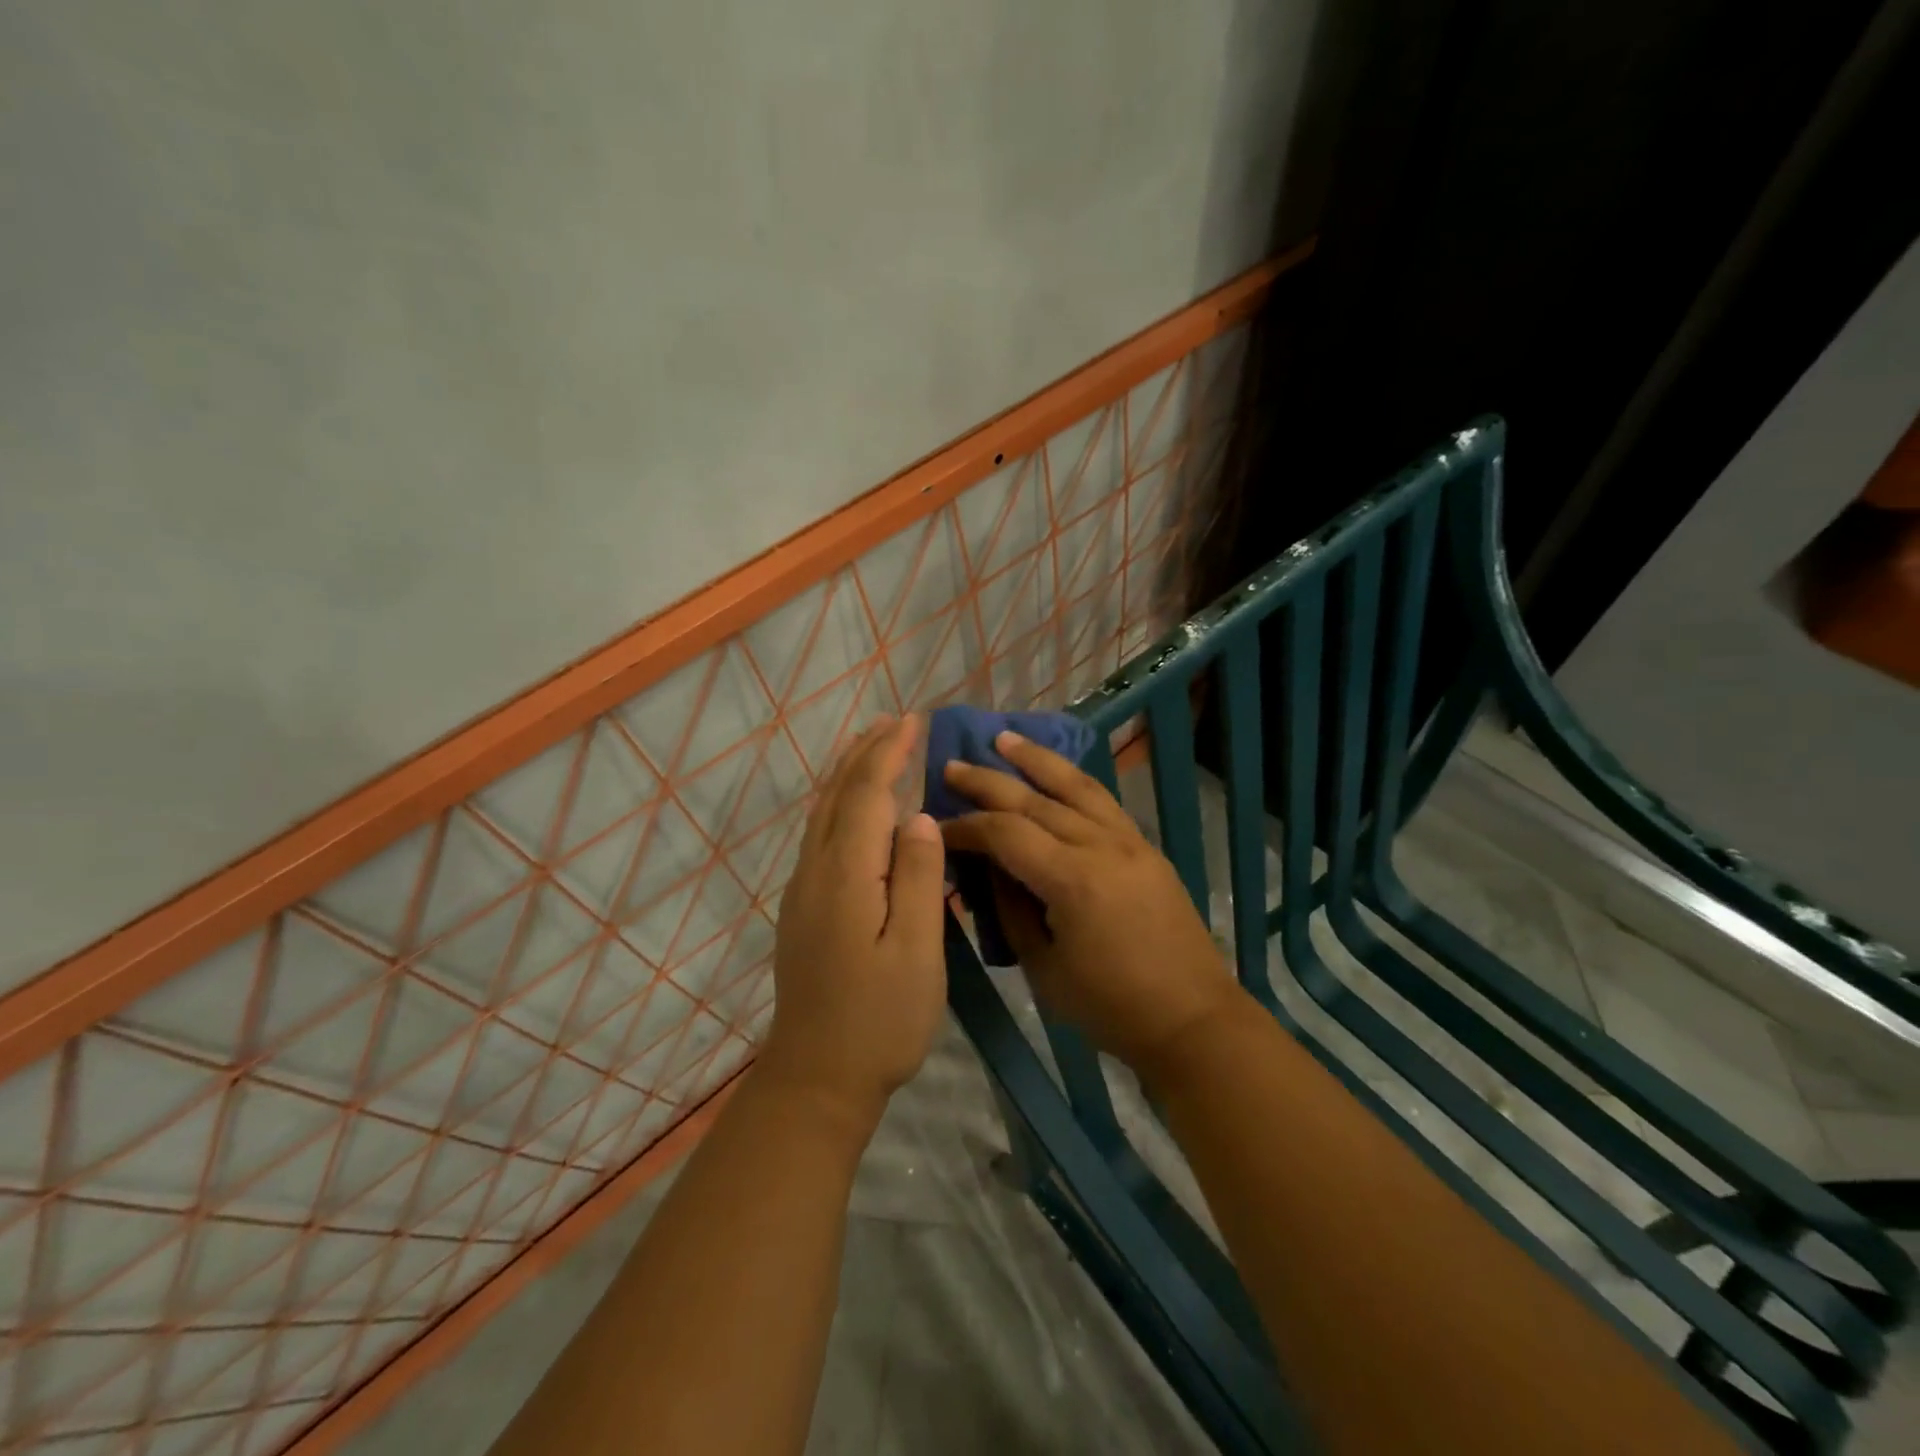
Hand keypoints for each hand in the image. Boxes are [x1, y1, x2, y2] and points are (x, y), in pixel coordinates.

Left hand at [763, 715, 947, 1126]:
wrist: (816, 1078)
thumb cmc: (880, 1019)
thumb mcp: (915, 950)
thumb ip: (917, 878)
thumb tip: (918, 817)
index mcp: (846, 875)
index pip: (866, 796)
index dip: (888, 755)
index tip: (911, 721)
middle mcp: (815, 872)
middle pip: (836, 796)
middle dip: (864, 754)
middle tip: (893, 722)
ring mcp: (803, 891)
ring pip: (822, 815)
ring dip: (847, 775)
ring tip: (871, 748)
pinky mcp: (803, 910)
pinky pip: (819, 836)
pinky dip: (839, 805)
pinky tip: (854, 810)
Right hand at [940, 732, 1239, 1073]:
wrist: (1192, 1019)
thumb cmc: (1110, 1007)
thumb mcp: (1043, 968)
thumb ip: (1011, 910)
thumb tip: (988, 868)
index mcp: (1072, 880)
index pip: (1004, 833)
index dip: (965, 827)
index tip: (935, 827)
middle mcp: (1101, 846)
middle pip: (1034, 800)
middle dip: (988, 782)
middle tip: (951, 765)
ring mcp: (1128, 841)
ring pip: (1075, 786)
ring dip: (1036, 760)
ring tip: (1004, 739)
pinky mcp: (1144, 847)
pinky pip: (1102, 800)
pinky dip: (1073, 779)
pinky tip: (1056, 771)